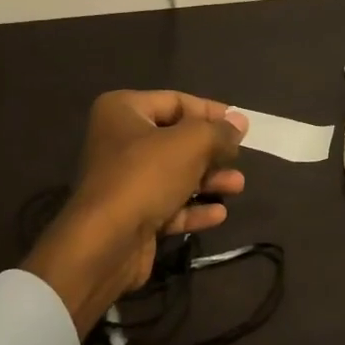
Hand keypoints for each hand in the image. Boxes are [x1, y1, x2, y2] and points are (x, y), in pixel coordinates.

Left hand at [22, 91, 248, 337]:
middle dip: (211, 151)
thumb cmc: (146, 176)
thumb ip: (219, 132)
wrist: (105, 243)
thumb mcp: (191, 144)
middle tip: (238, 158)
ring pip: (175, 174)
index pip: (176, 101)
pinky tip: (218, 214)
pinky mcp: (131, 215)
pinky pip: (169, 205)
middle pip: (177, 139)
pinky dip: (193, 208)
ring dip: (208, 180)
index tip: (240, 125)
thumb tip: (240, 122)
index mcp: (123, 110)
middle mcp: (120, 140)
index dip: (210, 112)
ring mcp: (124, 180)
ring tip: (237, 186)